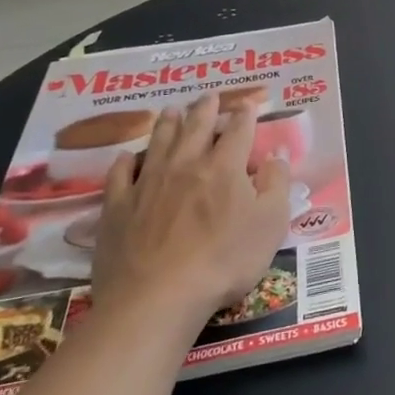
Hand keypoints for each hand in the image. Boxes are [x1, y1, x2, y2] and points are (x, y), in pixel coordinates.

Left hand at [90, 93, 292, 334]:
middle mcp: (185, 165)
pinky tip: (126, 157)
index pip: (238, 131)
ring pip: (158, 142)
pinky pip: (120, 174)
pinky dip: (125, 161)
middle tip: (207, 96)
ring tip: (171, 110)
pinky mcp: (117, 207)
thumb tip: (276, 156)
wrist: (158, 297)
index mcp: (224, 167)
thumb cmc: (224, 261)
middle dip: (205, 109)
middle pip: (195, 127)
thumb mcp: (270, 225)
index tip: (247, 105)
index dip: (244, 116)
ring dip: (167, 123)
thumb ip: (277, 186)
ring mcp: (147, 183)